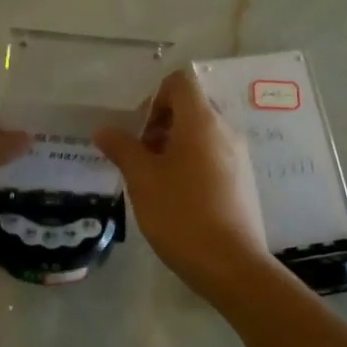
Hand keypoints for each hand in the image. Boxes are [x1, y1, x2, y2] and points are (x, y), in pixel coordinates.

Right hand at [95, 67, 269, 297]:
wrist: (230, 264)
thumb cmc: (180, 213)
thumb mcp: (142, 179)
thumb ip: (122, 148)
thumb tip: (104, 130)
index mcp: (202, 121)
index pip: (180, 82)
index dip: (155, 97)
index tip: (140, 131)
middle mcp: (225, 131)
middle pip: (191, 107)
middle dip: (161, 125)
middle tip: (141, 158)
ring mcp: (238, 157)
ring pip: (201, 134)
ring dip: (174, 146)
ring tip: (155, 181)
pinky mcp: (242, 181)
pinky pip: (213, 157)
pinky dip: (192, 164)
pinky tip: (177, 198)